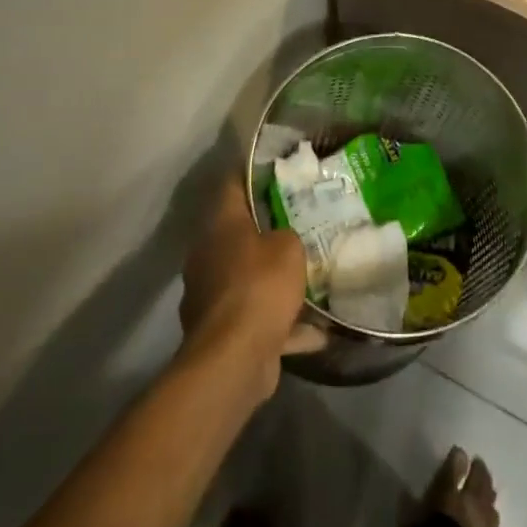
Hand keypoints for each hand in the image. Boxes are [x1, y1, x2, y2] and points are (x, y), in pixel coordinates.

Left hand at [178, 176, 310, 401]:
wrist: (234, 359)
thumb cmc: (260, 286)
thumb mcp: (289, 247)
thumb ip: (288, 235)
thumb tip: (283, 241)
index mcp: (220, 226)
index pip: (232, 186)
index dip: (252, 173)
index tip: (277, 168)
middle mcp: (209, 256)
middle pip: (240, 233)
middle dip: (269, 229)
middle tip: (303, 220)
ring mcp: (211, 296)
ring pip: (249, 277)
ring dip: (275, 279)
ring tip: (311, 275)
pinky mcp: (222, 332)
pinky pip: (258, 318)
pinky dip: (283, 323)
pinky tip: (317, 329)